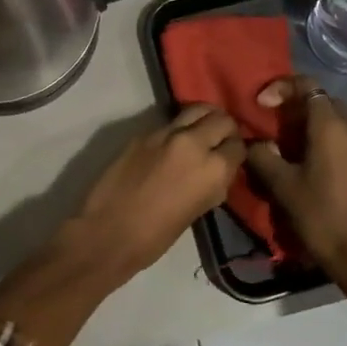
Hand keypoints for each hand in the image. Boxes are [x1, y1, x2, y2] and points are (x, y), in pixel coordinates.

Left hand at [65, 105, 244, 281]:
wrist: (108, 232)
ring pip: (196, 110)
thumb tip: (219, 170)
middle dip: (225, 129)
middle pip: (221, 119)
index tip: (232, 157)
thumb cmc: (157, 235)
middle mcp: (194, 143)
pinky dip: (178, 128)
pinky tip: (173, 143)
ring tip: (201, 130)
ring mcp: (166, 133)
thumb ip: (214, 184)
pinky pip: (170, 122)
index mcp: (214, 169)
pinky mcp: (143, 133)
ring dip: (204, 118)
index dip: (237, 152)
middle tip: (220, 140)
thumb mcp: (199, 210)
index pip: (238, 145)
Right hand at [247, 77, 346, 287]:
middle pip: (324, 101)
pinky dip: (335, 141)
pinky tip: (322, 165)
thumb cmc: (320, 217)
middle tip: (277, 128)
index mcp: (332, 127)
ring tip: (297, 148)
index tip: (262, 105)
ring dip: (317, 125)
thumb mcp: (282, 186)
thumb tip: (254, 143)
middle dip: (298, 107)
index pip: (307, 86)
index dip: (281, 88)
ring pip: (341, 120)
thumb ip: (262, 156)